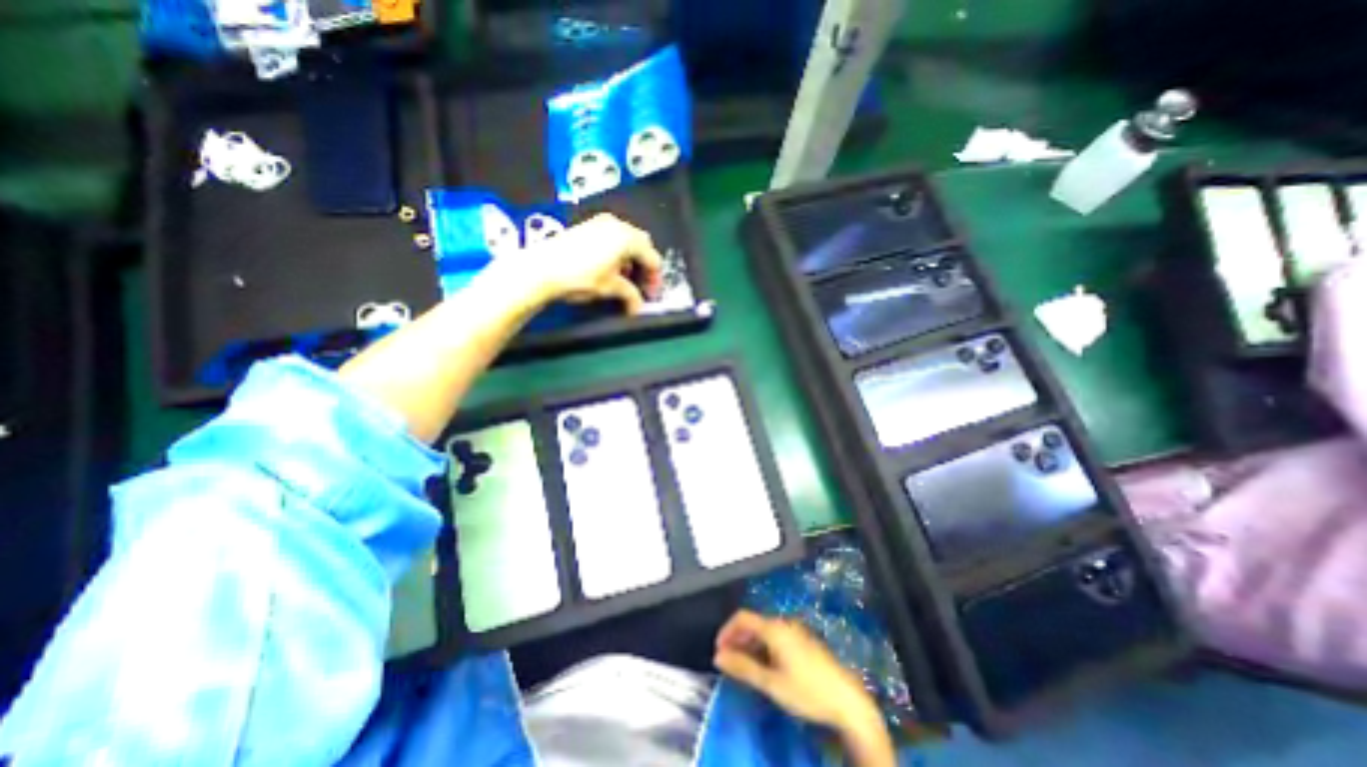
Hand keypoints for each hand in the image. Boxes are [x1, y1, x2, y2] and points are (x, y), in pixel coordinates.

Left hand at [513, 214, 661, 313]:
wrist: (542, 268)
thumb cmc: (581, 277)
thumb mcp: (610, 288)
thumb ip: (631, 295)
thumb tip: (638, 306)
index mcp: (627, 238)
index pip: (652, 258)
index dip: (654, 279)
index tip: (651, 295)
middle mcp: (617, 225)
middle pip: (642, 245)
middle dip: (644, 266)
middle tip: (642, 286)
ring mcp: (601, 223)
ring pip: (627, 240)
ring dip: (631, 259)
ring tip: (625, 279)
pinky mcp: (587, 226)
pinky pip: (612, 237)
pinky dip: (617, 252)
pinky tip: (609, 268)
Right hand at [716, 612, 886, 737]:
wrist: (846, 700)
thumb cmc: (806, 690)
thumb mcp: (771, 683)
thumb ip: (743, 668)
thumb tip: (718, 658)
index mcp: (774, 627)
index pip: (742, 617)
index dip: (726, 630)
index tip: (718, 650)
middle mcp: (783, 623)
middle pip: (753, 623)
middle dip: (737, 639)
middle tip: (727, 661)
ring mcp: (795, 631)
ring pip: (764, 631)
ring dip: (749, 644)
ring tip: (742, 667)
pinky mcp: (803, 641)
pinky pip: (775, 637)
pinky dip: (763, 647)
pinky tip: (763, 667)